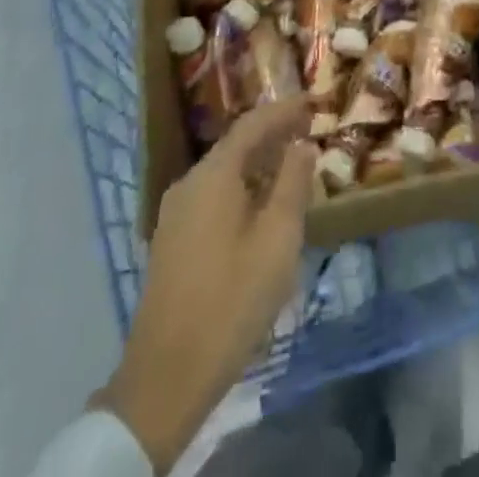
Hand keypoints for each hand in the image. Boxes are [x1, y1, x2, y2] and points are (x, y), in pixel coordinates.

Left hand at [96, 98, 315, 472]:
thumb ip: (292, 185)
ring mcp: (176, 213)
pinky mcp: (173, 240)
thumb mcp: (277, 240)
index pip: (252, 124)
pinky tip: (261, 204)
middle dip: (272, 134)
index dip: (283, 110)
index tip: (312, 101)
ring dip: (258, 162)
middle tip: (308, 129)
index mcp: (213, 175)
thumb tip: (302, 145)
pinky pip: (213, 194)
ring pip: (224, 171)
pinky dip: (241, 186)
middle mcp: (189, 183)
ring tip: (292, 164)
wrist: (166, 377)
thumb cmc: (231, 301)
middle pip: (235, 145)